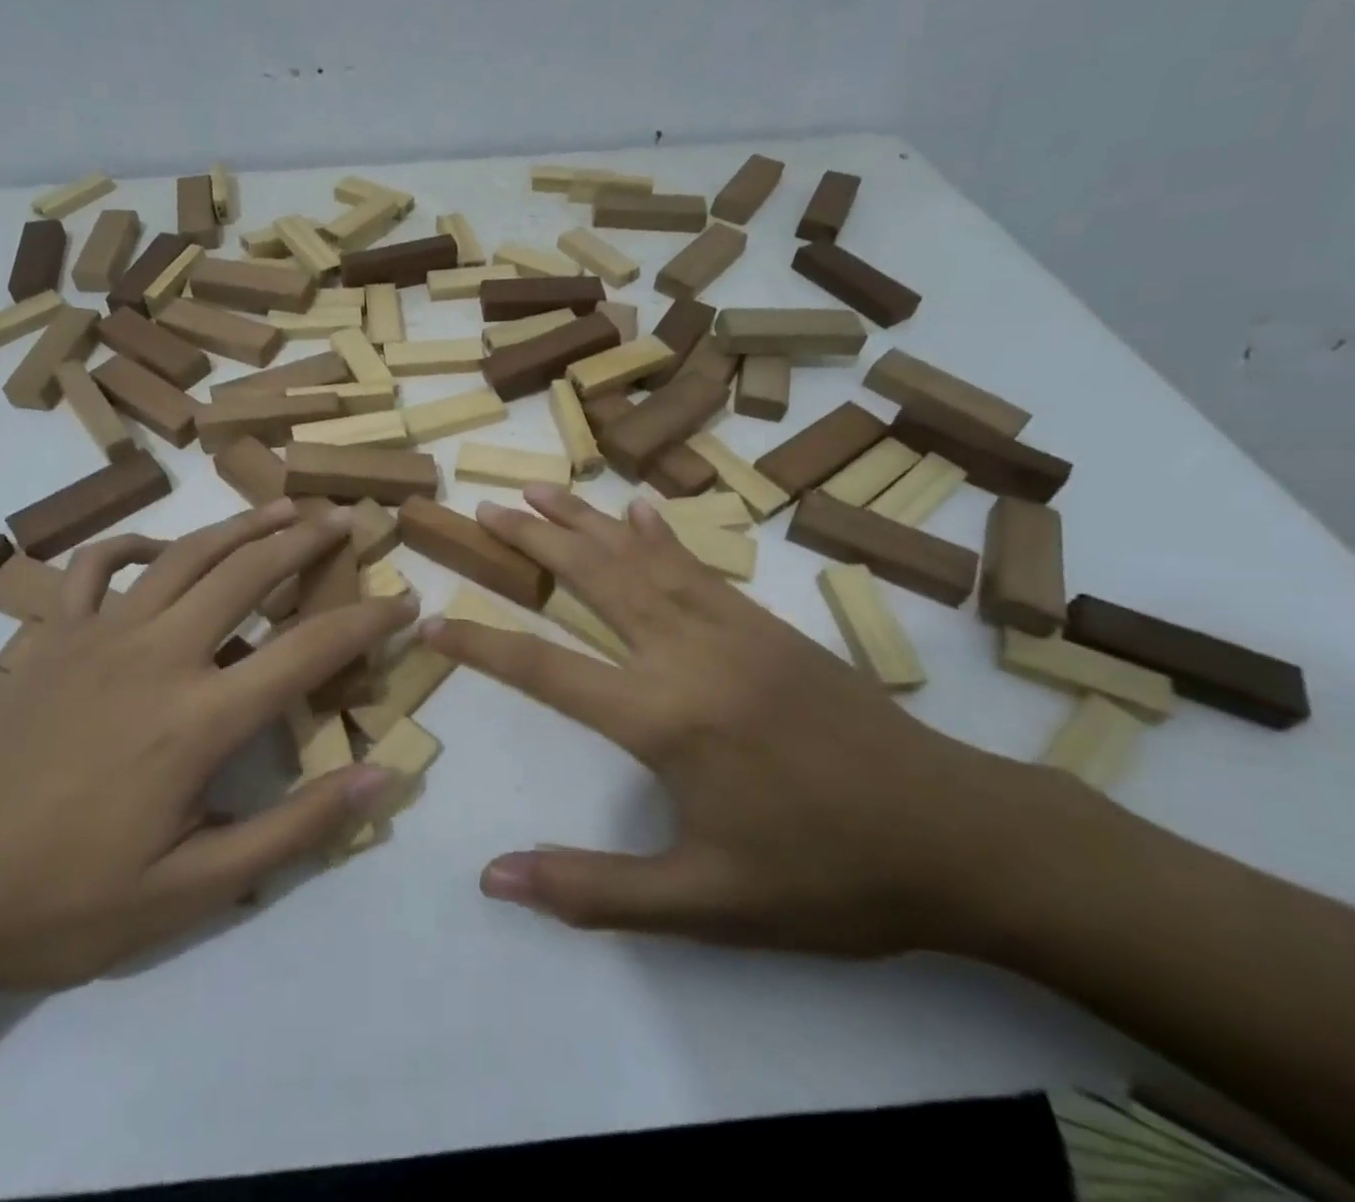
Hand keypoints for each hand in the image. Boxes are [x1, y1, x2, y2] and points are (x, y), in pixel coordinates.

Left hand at [0, 499, 414, 1004]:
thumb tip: (383, 780)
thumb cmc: (62, 901)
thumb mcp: (191, 891)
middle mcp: (156, 655)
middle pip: (248, 572)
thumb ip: (294, 831)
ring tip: (282, 505)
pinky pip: (97, 567)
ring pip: (185, 554)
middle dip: (306, 540)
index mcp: (197, 718)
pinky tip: (160, 547)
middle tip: (346, 517)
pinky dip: (136, 543)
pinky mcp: (49, 637)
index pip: (307, 651)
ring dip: (241, 525)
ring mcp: (97, 635)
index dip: (365, 622)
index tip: (404, 602)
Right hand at [422, 484, 1062, 957]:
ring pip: (638, 557)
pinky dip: (658, 533)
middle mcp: (686, 652)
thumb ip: (592, 889)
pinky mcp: (767, 624)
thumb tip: (494, 878)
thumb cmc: (825, 876)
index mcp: (662, 716)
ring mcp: (731, 627)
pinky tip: (638, 508)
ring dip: (584, 520)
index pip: (543, 667)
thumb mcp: (703, 903)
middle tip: (484, 509)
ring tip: (539, 489)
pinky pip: (697, 564)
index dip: (480, 643)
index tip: (432, 621)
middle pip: (591, 579)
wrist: (960, 838)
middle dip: (531, 542)